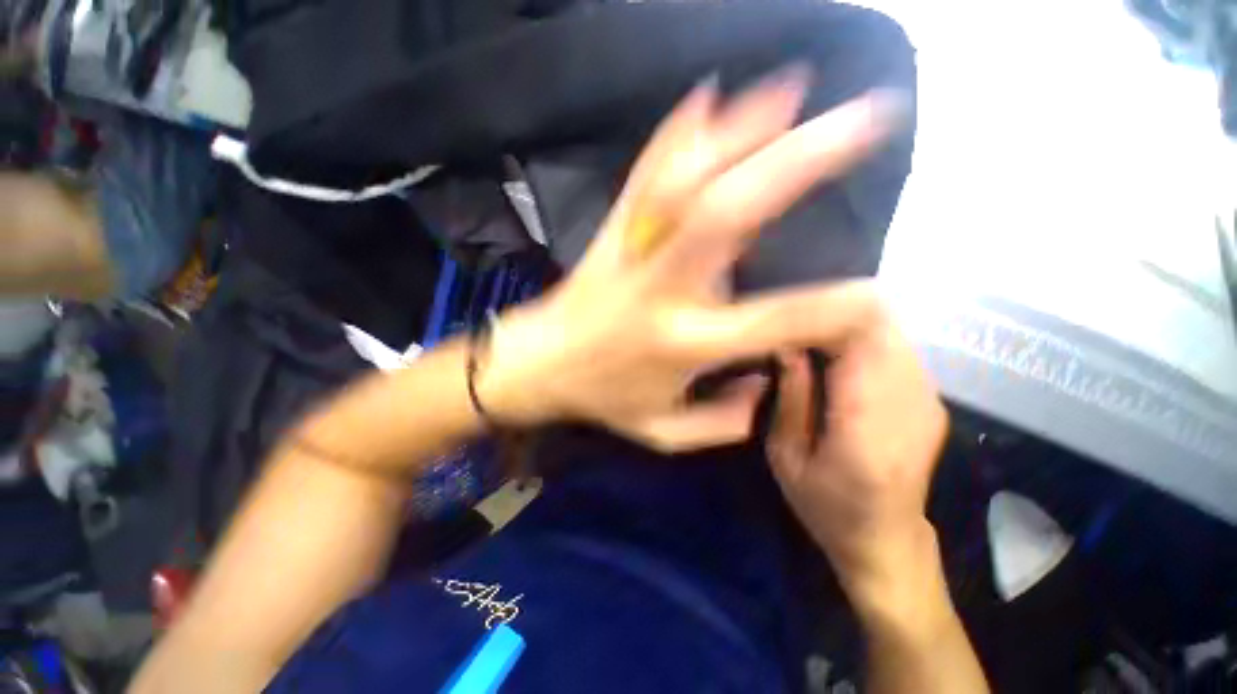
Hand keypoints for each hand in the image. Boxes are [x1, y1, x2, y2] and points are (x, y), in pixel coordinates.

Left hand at [479, 69, 906, 451]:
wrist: (538, 367)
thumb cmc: (601, 400)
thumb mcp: (663, 432)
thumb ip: (724, 421)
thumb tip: (765, 385)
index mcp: (684, 342)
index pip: (775, 319)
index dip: (834, 308)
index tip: (876, 294)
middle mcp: (664, 288)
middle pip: (731, 215)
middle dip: (797, 164)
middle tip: (860, 122)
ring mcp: (634, 253)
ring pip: (688, 181)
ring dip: (741, 130)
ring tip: (791, 87)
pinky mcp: (611, 234)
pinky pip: (645, 178)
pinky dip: (676, 135)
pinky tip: (704, 97)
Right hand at [767, 313, 947, 593]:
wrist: (885, 538)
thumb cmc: (824, 504)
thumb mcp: (786, 456)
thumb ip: (791, 397)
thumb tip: (787, 345)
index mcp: (867, 428)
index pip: (861, 344)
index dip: (827, 318)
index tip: (791, 314)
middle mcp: (910, 406)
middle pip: (882, 329)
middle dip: (837, 315)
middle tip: (797, 321)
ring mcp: (929, 402)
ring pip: (892, 333)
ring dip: (850, 325)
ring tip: (814, 334)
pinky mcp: (932, 401)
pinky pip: (898, 349)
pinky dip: (866, 340)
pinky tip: (838, 352)